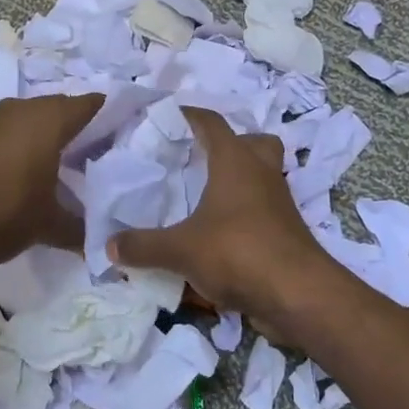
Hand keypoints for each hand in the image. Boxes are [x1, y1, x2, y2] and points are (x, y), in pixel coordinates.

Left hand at [0, 94, 103, 264]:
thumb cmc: (0, 208)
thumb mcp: (47, 225)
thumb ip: (78, 230)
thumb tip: (101, 244)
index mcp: (50, 118)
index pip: (94, 104)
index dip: (115, 116)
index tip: (132, 135)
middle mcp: (25, 108)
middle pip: (66, 111)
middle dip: (86, 132)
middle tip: (107, 159)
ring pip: (38, 122)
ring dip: (54, 140)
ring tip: (74, 170)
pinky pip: (15, 134)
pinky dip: (30, 148)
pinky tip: (35, 176)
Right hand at [106, 107, 330, 341]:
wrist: (298, 293)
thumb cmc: (238, 252)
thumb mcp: (181, 250)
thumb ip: (144, 246)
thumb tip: (109, 245)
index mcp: (235, 161)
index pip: (212, 123)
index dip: (191, 115)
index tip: (170, 115)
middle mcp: (261, 172)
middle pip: (254, 142)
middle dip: (231, 143)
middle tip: (201, 157)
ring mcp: (279, 201)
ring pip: (263, 175)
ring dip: (240, 179)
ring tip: (206, 195)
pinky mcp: (287, 230)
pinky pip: (264, 209)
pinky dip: (245, 213)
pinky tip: (221, 233)